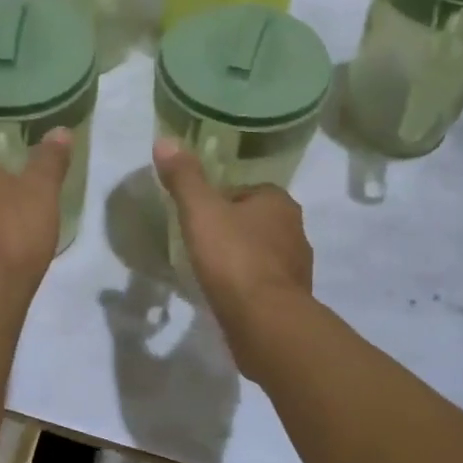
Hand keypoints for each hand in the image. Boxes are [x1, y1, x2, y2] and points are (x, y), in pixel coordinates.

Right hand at [154, 138, 313, 370]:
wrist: (266, 322)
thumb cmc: (234, 258)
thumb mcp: (201, 212)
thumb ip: (184, 178)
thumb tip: (165, 140)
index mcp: (279, 202)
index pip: (247, 191)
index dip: (221, 201)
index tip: (199, 217)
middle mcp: (295, 230)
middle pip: (257, 221)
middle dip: (233, 229)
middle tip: (202, 243)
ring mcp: (298, 267)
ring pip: (264, 253)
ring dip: (242, 258)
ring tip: (212, 271)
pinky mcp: (293, 299)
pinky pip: (266, 283)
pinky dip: (249, 286)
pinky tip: (228, 296)